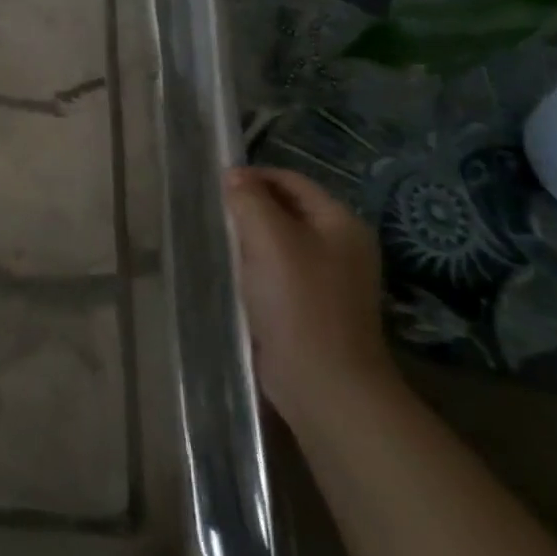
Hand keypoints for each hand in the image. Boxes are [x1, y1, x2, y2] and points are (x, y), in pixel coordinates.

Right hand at [225, 166, 394, 426]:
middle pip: (287, 209)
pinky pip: (280, 270)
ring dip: (250, 239)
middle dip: (249, 208)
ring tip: (219, 244)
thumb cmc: (297, 300)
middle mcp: (342, 245)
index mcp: (341, 222)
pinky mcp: (314, 305)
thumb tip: (234, 175)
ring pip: (281, 241)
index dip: (253, 177)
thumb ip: (249, 199)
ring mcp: (331, 278)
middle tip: (214, 217)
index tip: (215, 187)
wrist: (323, 380)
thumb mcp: (268, 238)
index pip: (291, 180)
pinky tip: (234, 276)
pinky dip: (256, 266)